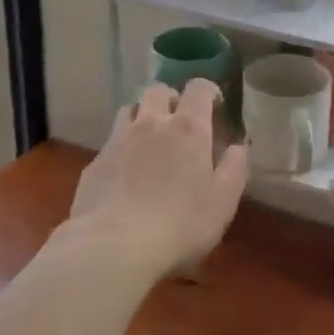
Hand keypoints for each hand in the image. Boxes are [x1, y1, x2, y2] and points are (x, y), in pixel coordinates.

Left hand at [71, 79, 248, 277]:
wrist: (114, 246)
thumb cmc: (180, 223)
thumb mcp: (223, 201)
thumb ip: (235, 168)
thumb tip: (238, 147)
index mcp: (188, 128)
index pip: (198, 88)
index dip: (208, 91)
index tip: (214, 105)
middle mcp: (152, 123)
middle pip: (158, 90)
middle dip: (170, 98)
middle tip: (179, 120)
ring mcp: (119, 140)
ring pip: (130, 109)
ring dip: (143, 116)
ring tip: (150, 139)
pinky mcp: (95, 163)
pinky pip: (111, 142)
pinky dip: (122, 147)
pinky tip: (125, 173)